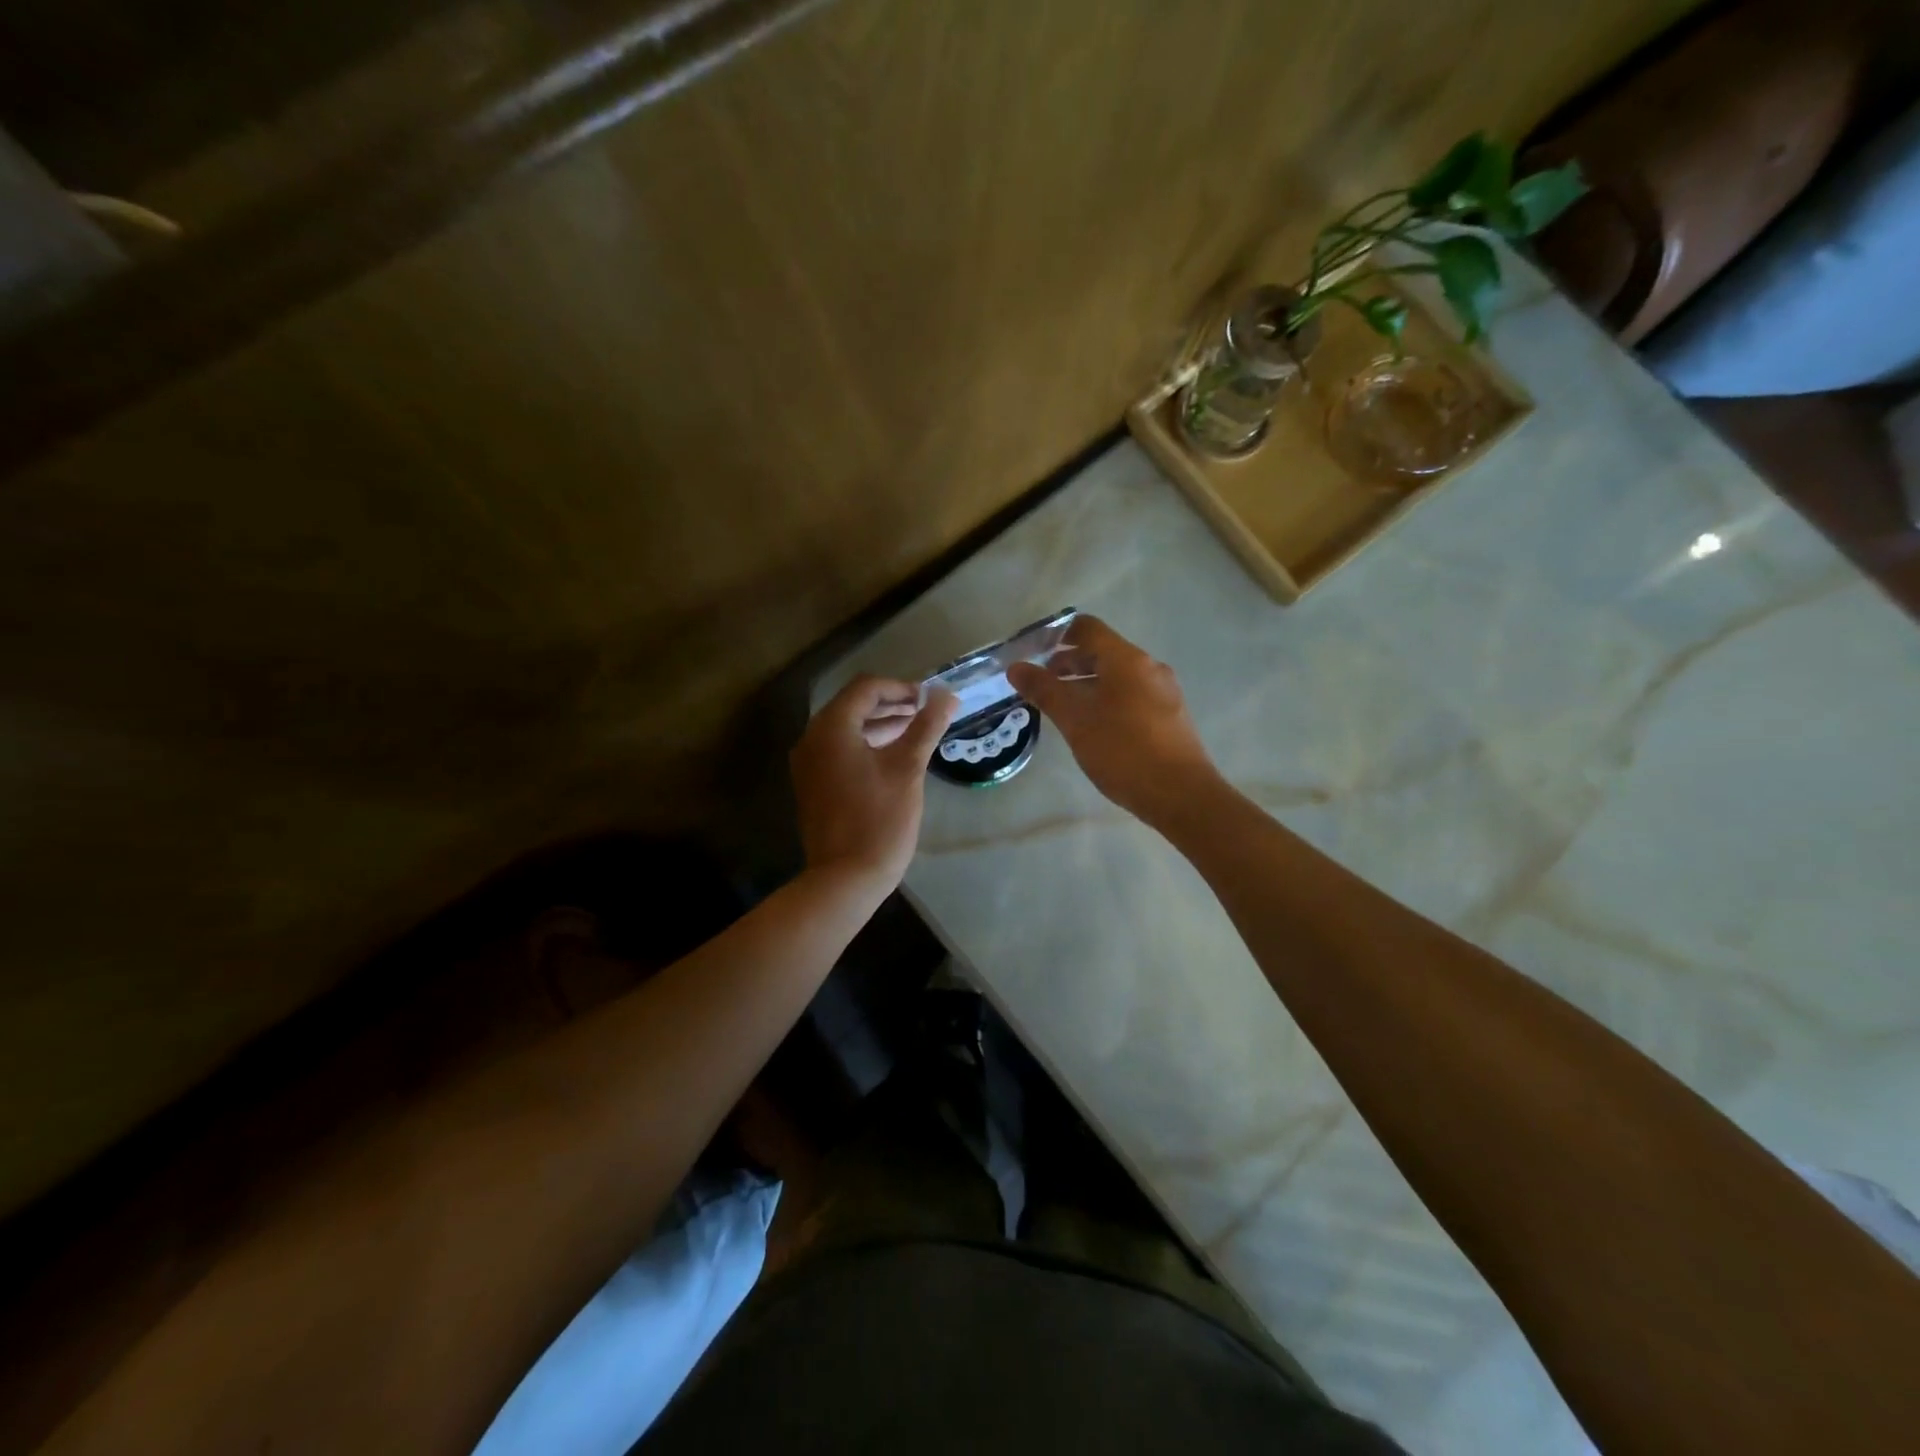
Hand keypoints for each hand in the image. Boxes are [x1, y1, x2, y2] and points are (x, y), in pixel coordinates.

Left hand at [791, 675, 958, 892]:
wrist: (845, 878)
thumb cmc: (879, 819)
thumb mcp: (908, 768)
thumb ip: (926, 727)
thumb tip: (948, 696)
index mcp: (831, 728)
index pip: (866, 688)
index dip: (901, 688)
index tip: (930, 700)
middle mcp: (812, 739)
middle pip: (853, 705)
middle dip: (891, 705)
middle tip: (926, 713)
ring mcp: (809, 764)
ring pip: (846, 729)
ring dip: (880, 725)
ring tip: (916, 732)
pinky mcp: (813, 784)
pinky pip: (839, 751)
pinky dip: (866, 745)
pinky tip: (893, 758)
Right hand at [1007, 615, 1220, 824]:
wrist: (1181, 795)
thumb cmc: (1123, 750)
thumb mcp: (1075, 720)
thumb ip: (1044, 691)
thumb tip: (1016, 668)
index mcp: (1127, 659)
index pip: (1087, 628)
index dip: (1056, 635)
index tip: (1032, 653)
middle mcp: (1149, 667)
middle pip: (1103, 652)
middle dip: (1068, 663)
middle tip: (1040, 685)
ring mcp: (1163, 692)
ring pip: (1117, 676)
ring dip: (1086, 684)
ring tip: (1062, 709)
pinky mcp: (1170, 716)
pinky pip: (1131, 696)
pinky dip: (1106, 700)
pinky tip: (1093, 728)